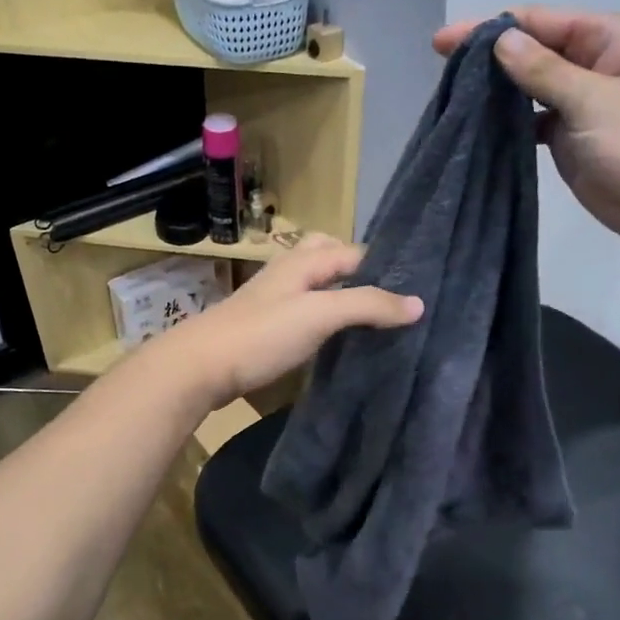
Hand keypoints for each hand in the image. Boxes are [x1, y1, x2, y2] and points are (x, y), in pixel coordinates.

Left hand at [148, 234, 421, 409]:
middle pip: (331, 259)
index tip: (420, 289)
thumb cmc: (261, 334)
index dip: (387, 267)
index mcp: (303, 260)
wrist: (199, 367)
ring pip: (317, 287)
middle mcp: (289, 272)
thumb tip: (418, 304)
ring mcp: (275, 299)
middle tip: (390, 300)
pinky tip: (337, 340)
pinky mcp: (266, 327)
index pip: (356, 252)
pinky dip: (325, 319)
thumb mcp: (320, 314)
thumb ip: (368, 304)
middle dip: (360, 273)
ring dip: (343, 297)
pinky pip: (305, 312)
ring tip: (375, 322)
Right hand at [434, 8, 619, 258]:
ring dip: (495, 95)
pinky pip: (531, 125)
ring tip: (451, 102)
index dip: (489, 29)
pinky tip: (477, 131)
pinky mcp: (571, 142)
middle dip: (488, 61)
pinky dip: (507, 126)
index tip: (442, 44)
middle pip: (530, 53)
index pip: (537, 22)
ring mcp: (580, 106)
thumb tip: (500, 40)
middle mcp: (591, 65)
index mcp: (606, 39)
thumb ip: (544, 71)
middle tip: (441, 75)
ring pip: (527, 91)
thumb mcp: (595, 100)